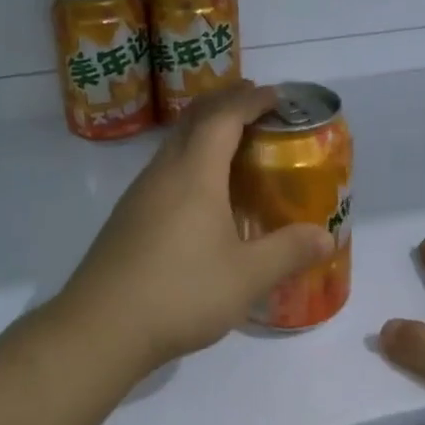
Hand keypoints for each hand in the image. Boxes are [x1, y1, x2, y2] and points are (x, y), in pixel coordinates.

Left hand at [55, 84, 334, 371]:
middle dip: (225, 104)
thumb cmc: (180, 293)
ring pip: (174, 143)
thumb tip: (325, 236)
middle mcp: (163, 172)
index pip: (223, 117)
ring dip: (204, 131)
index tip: (276, 95)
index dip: (250, 100)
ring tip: (234, 145)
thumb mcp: (247, 277)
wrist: (100, 329)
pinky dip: (190, 159)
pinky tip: (202, 194)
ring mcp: (139, 194)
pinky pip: (164, 169)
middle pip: (193, 119)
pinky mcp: (127, 217)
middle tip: (256, 105)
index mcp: (194, 174)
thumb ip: (288, 252)